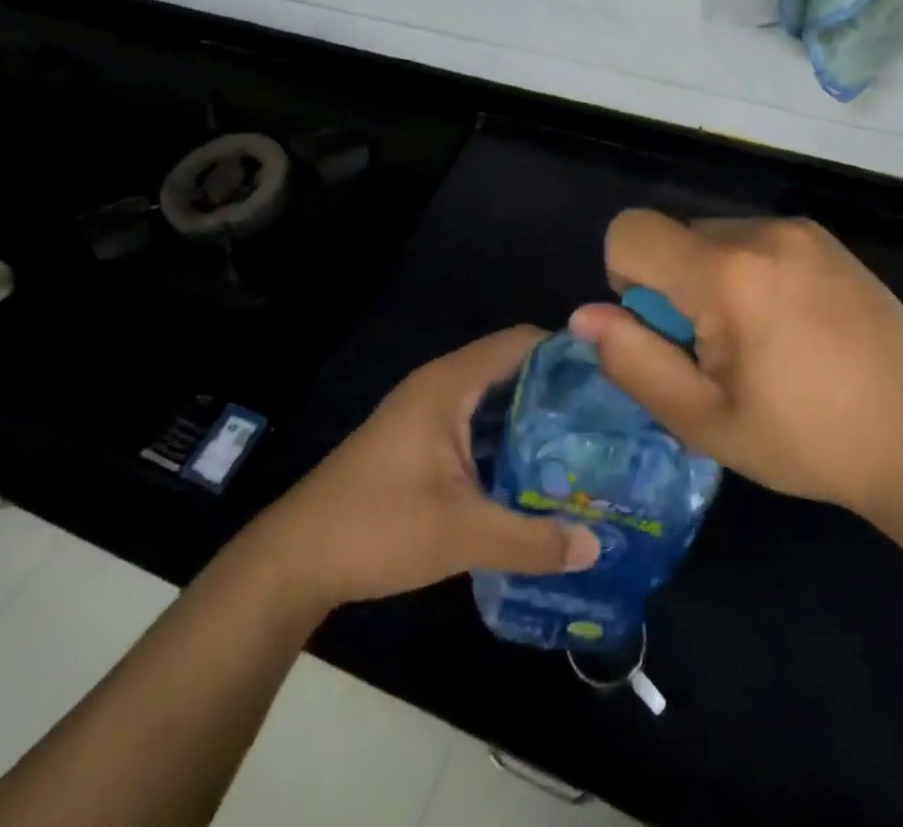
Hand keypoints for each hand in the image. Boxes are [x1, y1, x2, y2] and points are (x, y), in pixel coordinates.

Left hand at [247, 327, 600, 611]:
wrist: (293, 561)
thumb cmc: (378, 527)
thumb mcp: (463, 535)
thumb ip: (533, 539)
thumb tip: (596, 546)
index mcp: (451, 383)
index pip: (521, 341)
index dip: (566, 351)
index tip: (610, 378)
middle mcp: (440, 384)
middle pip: (511, 365)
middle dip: (556, 387)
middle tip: (603, 416)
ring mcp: (425, 410)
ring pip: (492, 394)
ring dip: (531, 413)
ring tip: (580, 440)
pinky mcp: (416, 437)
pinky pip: (474, 418)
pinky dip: (505, 432)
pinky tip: (532, 467)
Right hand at [572, 211, 902, 527]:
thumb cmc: (809, 439)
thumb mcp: (706, 421)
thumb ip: (634, 362)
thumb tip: (585, 316)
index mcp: (727, 272)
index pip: (630, 231)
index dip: (625, 280)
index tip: (666, 332)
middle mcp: (761, 231)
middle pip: (674, 236)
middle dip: (673, 287)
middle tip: (719, 354)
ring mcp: (799, 230)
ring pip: (713, 238)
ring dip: (711, 281)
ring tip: (761, 345)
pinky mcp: (825, 239)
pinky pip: (754, 241)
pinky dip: (747, 274)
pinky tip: (791, 328)